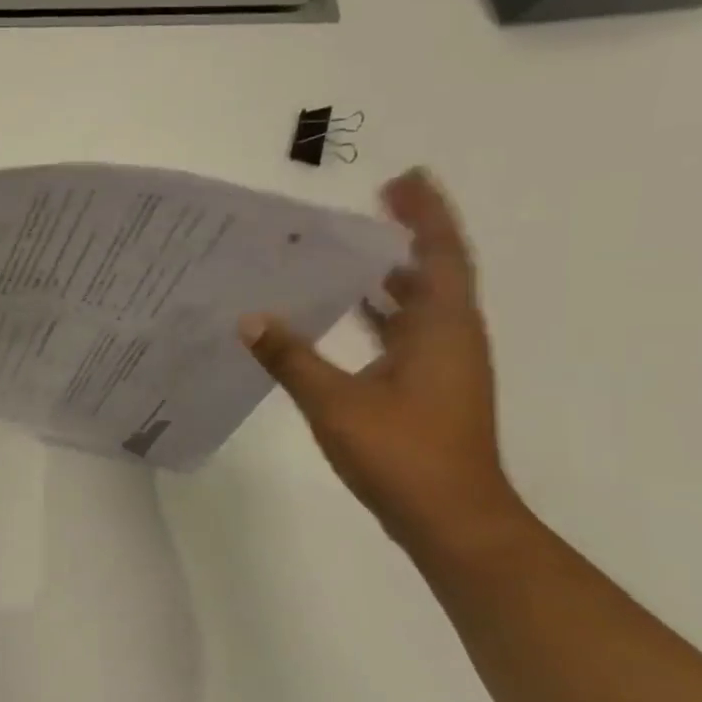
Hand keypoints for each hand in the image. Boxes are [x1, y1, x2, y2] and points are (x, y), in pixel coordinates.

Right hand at [239, 169, 524, 554]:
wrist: (452, 520)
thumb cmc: (403, 454)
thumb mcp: (336, 402)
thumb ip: (291, 358)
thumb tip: (250, 319)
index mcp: (441, 330)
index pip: (438, 256)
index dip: (425, 215)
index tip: (403, 180)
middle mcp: (450, 339)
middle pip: (433, 273)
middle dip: (406, 236)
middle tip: (369, 205)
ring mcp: (442, 366)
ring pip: (419, 305)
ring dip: (392, 275)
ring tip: (350, 249)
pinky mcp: (428, 389)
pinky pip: (406, 333)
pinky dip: (381, 313)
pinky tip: (346, 313)